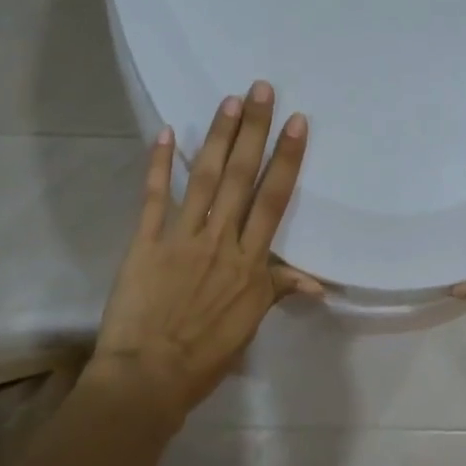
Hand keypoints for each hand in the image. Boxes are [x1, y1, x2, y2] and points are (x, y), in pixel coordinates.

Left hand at [90, 82, 319, 420]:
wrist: (149, 376)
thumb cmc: (206, 354)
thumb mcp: (249, 323)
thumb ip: (277, 290)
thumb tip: (319, 282)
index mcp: (250, 262)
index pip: (274, 201)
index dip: (287, 159)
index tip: (296, 123)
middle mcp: (221, 240)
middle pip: (242, 177)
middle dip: (253, 131)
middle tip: (261, 89)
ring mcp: (182, 238)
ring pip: (205, 179)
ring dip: (217, 137)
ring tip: (229, 101)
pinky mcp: (146, 242)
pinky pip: (154, 197)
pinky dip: (159, 164)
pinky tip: (165, 133)